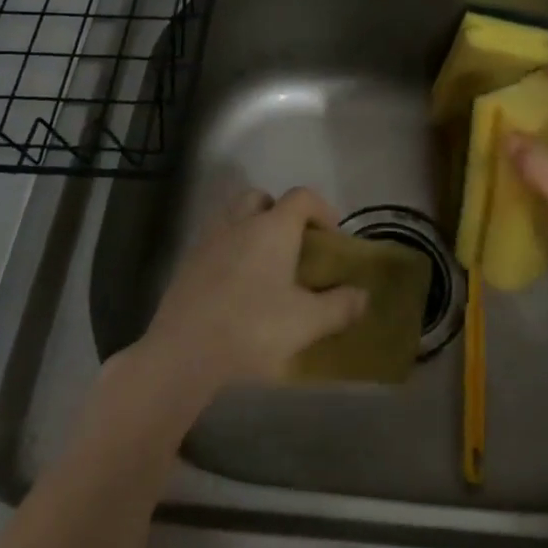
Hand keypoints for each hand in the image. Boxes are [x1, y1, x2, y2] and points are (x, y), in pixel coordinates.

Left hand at [141, 187, 367, 398]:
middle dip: (280, 212)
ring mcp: (209, 239)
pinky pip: (215, 241)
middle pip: (262, 198)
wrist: (185, 350)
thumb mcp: (307, 322)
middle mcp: (240, 222)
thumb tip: (362, 295)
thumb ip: (340, 306)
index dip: (322, 209)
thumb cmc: (253, 328)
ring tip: (264, 264)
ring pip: (233, 215)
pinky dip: (229, 250)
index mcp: (273, 228)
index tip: (332, 237)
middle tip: (293, 245)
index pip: (301, 197)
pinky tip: (236, 284)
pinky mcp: (187, 262)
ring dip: (251, 228)